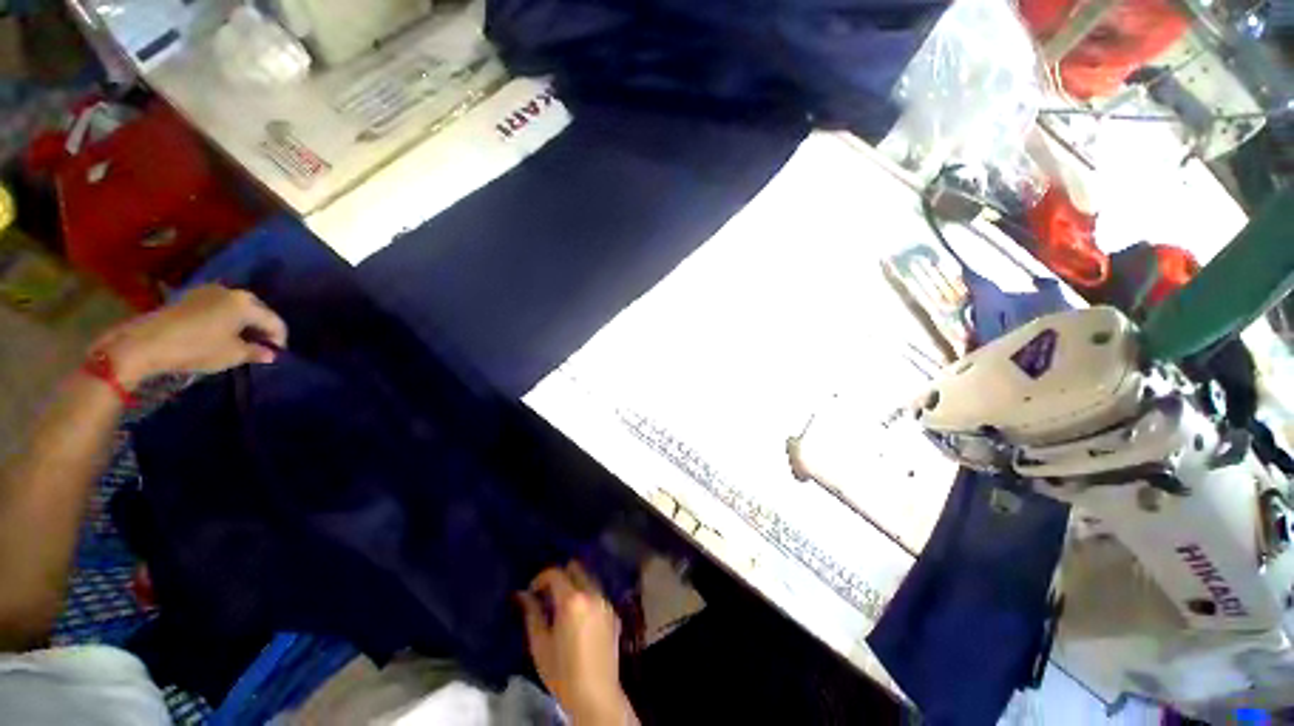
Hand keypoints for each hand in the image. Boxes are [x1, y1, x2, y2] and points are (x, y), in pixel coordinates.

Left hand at [95, 285, 287, 388]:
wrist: (147, 342)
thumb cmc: (197, 348)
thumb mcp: (233, 355)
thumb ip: (256, 352)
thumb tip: (270, 353)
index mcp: (247, 304)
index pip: (275, 321)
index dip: (280, 339)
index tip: (277, 355)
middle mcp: (232, 292)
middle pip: (257, 311)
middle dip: (261, 328)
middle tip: (261, 347)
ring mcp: (209, 291)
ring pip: (237, 308)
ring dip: (243, 324)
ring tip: (241, 341)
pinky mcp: (191, 297)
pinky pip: (219, 307)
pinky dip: (226, 319)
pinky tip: (221, 333)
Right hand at [519, 562, 636, 725]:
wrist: (596, 695)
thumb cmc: (562, 673)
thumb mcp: (540, 645)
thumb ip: (531, 614)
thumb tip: (522, 594)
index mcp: (572, 600)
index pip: (555, 573)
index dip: (540, 578)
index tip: (531, 591)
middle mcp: (592, 593)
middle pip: (576, 568)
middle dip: (560, 576)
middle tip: (547, 595)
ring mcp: (606, 602)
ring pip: (589, 579)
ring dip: (575, 585)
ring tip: (562, 607)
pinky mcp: (614, 613)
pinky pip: (598, 595)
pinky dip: (587, 597)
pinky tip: (579, 619)